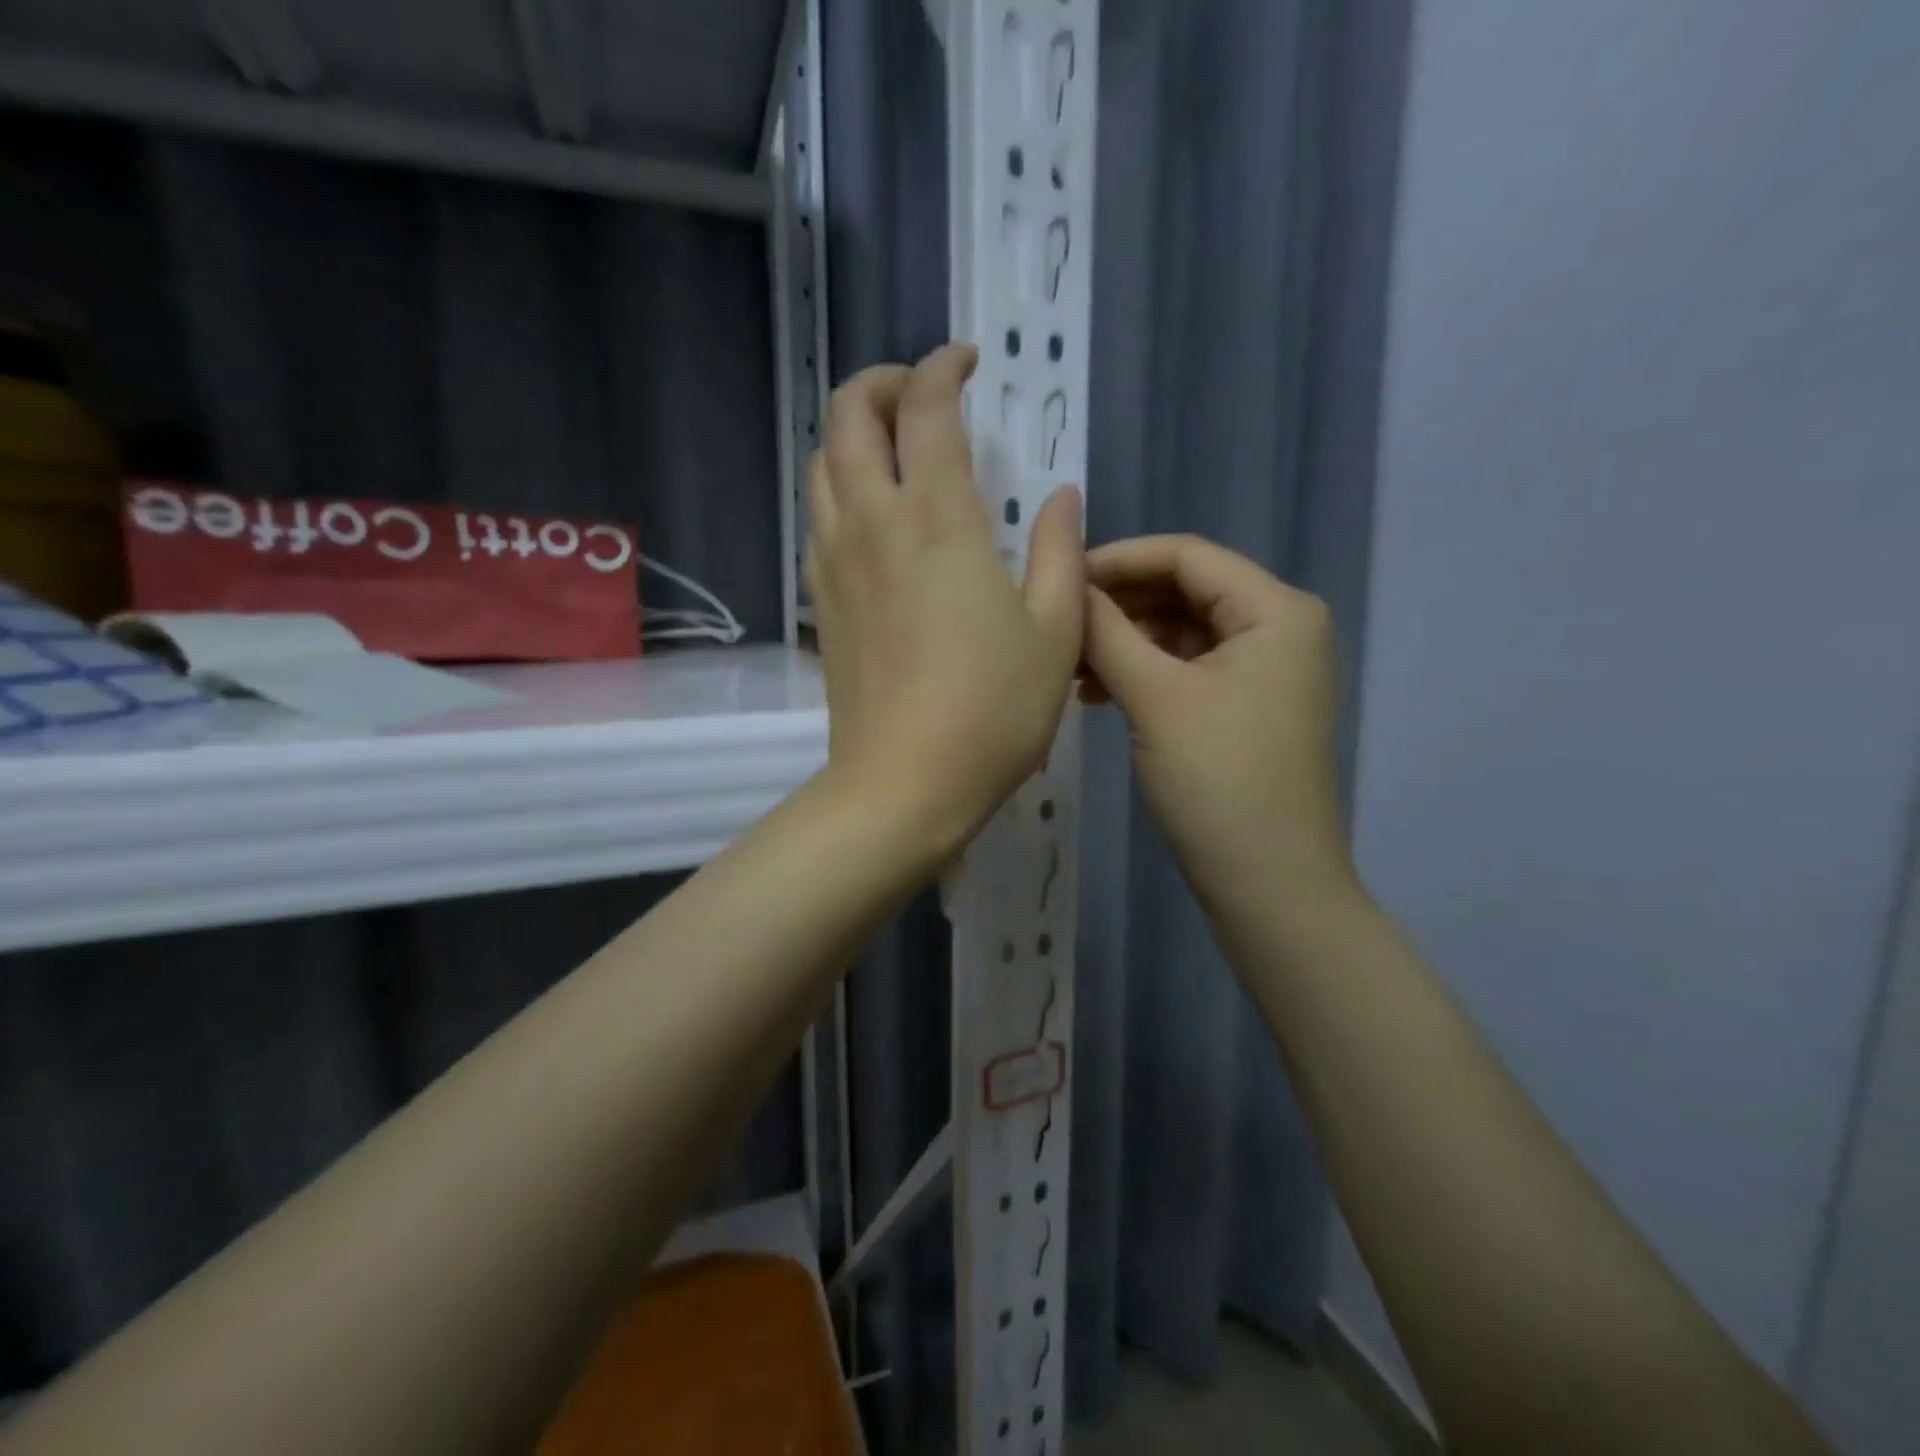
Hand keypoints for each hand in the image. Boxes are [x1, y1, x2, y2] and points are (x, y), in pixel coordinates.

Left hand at [807, 343, 1083, 860]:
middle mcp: (873, 524)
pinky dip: (839, 488)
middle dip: (881, 383)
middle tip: (923, 394)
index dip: (942, 367)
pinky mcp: (822, 601)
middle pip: (847, 416)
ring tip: (894, 447)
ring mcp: (836, 562)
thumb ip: (1058, 552)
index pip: (924, 408)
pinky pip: (817, 517)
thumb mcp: (1054, 631)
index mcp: (937, 519)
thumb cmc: (992, 710)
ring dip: (851, 434)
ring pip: (821, 464)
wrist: (904, 784)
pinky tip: (872, 515)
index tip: (966, 362)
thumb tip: (1060, 496)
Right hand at [1081, 534, 1356, 914]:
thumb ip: (1108, 632)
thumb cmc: (1218, 780)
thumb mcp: (1156, 697)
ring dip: (1124, 643)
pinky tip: (1094, 694)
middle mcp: (1278, 628)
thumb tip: (1068, 587)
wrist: (1268, 883)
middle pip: (1184, 592)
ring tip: (1066, 665)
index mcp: (1276, 610)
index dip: (1118, 559)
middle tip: (1057, 623)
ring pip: (1180, 634)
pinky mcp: (1243, 708)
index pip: (1187, 555)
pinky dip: (1142, 675)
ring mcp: (1263, 672)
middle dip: (1118, 606)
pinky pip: (1185, 671)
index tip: (1059, 576)